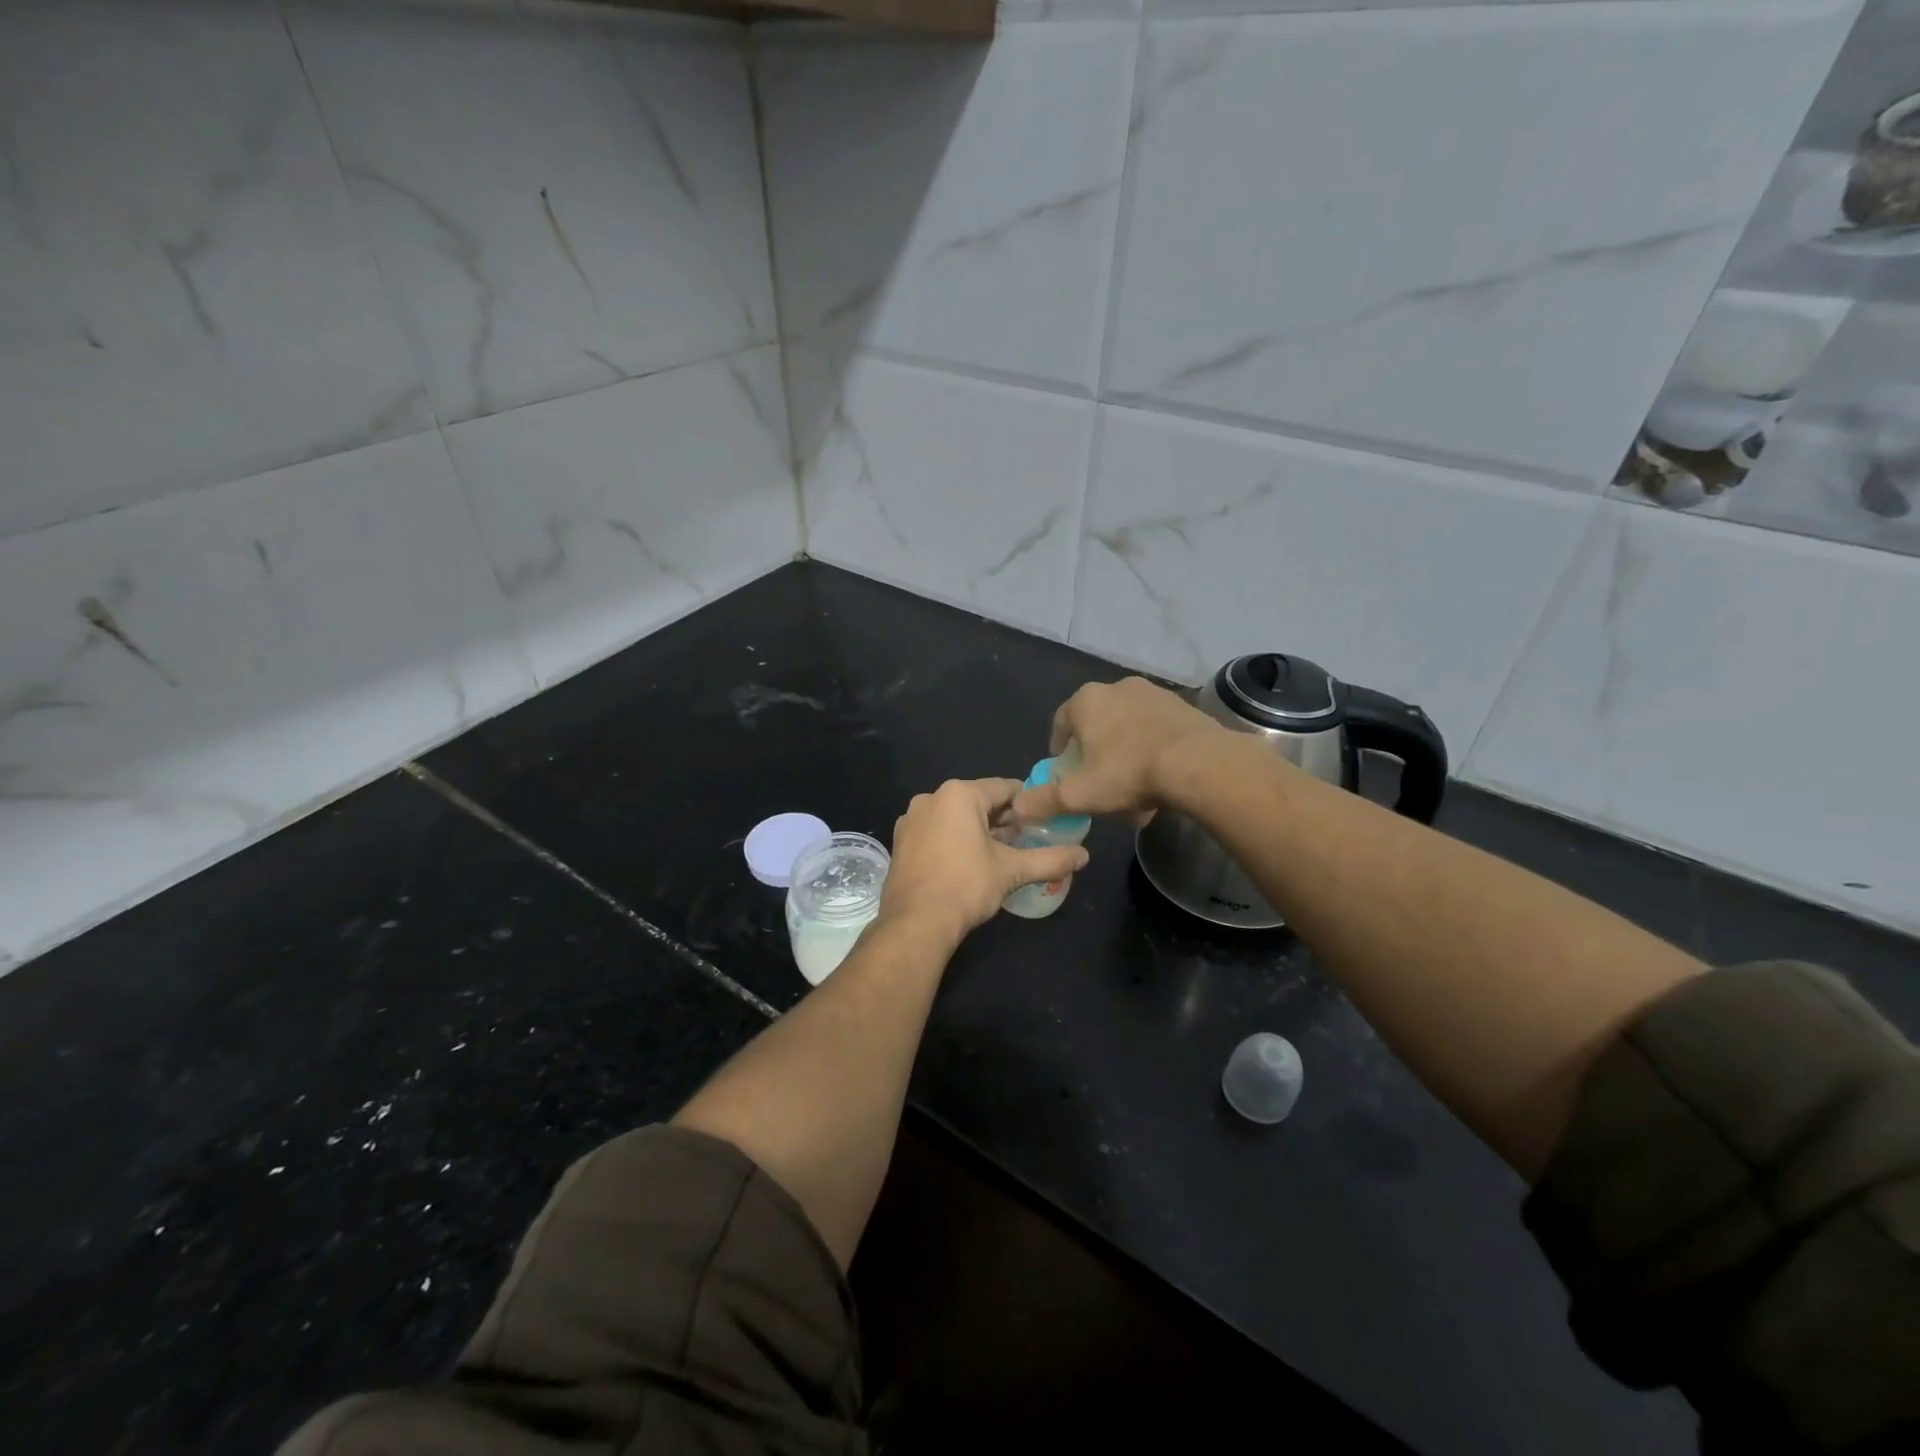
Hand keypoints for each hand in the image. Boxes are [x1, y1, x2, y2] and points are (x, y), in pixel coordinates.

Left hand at [880, 779, 1090, 948]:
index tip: (1044, 821)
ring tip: (1001, 855)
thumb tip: (1085, 856)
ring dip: (978, 831)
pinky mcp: (901, 842)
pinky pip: (936, 832)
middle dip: (1003, 820)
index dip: (1028, 804)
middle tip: (1026, 841)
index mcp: (958, 794)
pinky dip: (954, 841)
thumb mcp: (1012, 871)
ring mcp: (911, 820)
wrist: (915, 923)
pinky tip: (969, 864)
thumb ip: (1051, 859)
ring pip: (955, 817)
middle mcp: (930, 798)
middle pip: (978, 802)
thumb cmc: (966, 886)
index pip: (1004, 788)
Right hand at [1012, 677, 1224, 821]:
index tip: (1064, 773)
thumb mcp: (1078, 794)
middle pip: (1097, 726)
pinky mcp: (1183, 707)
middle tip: (1100, 786)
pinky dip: (1153, 754)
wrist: (1198, 763)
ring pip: (1129, 730)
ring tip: (1133, 794)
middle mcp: (1118, 688)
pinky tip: (1160, 784)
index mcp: (1086, 701)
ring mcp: (1154, 694)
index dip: (1059, 749)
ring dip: (1126, 758)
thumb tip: (1018, 807)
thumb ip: (1044, 799)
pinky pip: (1157, 732)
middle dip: (1096, 757)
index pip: (1061, 721)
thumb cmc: (1127, 772)